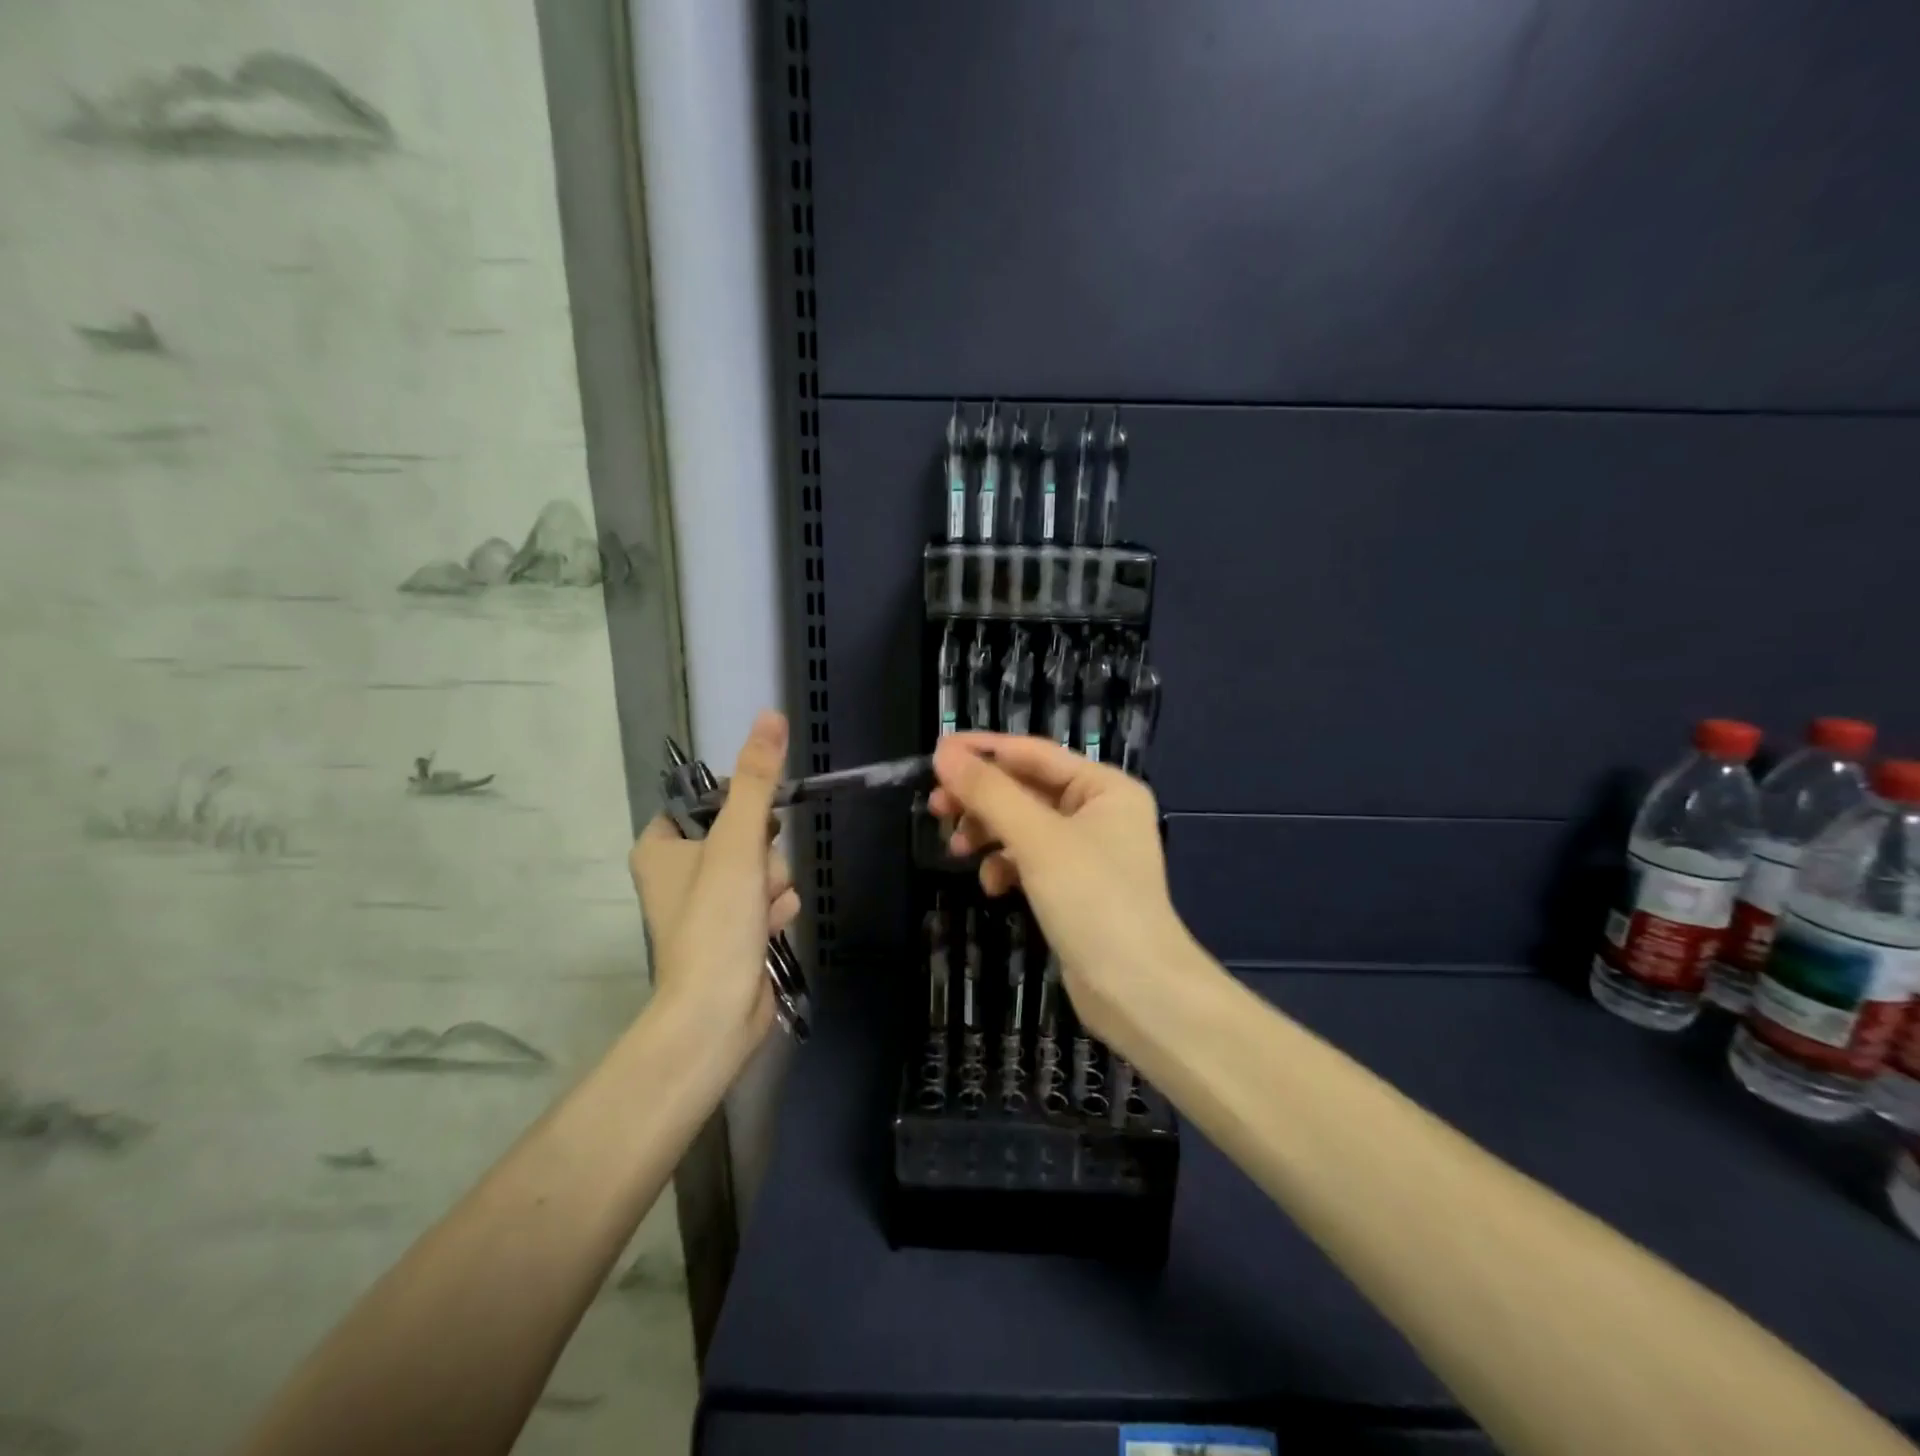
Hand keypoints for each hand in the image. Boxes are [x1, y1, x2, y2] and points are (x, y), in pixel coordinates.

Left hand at [631, 711, 800, 1050]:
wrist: (717, 1011)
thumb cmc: (715, 921)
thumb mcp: (737, 842)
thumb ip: (756, 779)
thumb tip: (771, 715)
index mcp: (660, 847)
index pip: (707, 801)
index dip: (738, 808)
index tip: (753, 825)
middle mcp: (678, 872)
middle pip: (743, 833)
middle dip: (763, 855)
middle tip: (755, 879)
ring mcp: (707, 904)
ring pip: (762, 866)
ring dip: (774, 883)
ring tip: (762, 911)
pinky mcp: (732, 931)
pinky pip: (767, 898)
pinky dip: (774, 910)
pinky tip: (770, 928)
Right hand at [929, 733, 1192, 1043]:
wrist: (1137, 992)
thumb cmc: (1093, 901)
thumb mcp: (1037, 839)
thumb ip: (990, 792)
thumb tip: (944, 754)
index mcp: (1104, 787)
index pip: (1033, 753)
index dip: (983, 751)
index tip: (935, 753)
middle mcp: (1099, 812)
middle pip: (1026, 789)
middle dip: (982, 798)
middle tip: (936, 807)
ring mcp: (1088, 852)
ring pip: (1023, 826)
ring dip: (988, 833)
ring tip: (957, 849)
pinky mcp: (1075, 887)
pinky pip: (1030, 861)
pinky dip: (1007, 866)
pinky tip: (992, 886)